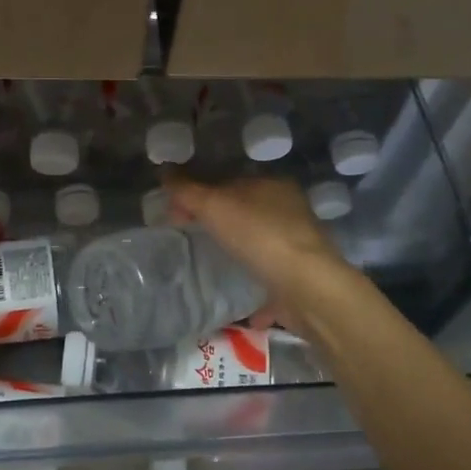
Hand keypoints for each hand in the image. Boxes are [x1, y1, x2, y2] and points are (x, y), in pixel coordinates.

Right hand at [160, 175, 352, 336]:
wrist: (307, 288)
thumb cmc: (259, 235)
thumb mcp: (214, 206)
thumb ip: (187, 190)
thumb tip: (163, 171)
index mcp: (272, 185)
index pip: (228, 181)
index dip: (199, 193)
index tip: (177, 214)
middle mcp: (289, 210)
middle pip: (244, 211)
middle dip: (218, 223)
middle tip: (189, 238)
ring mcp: (297, 245)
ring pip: (258, 243)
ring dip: (237, 252)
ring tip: (209, 265)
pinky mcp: (300, 277)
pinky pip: (269, 277)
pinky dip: (253, 284)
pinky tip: (235, 298)